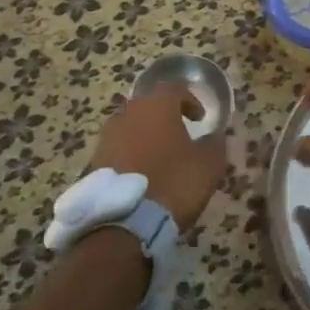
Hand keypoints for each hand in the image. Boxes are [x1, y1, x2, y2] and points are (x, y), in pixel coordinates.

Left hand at [92, 83, 228, 229]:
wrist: (125, 221)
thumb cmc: (173, 183)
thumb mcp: (209, 165)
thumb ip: (215, 143)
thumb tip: (214, 136)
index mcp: (158, 105)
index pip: (175, 88)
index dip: (190, 100)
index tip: (200, 119)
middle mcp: (129, 112)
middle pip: (149, 105)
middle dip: (165, 116)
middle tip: (178, 134)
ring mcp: (108, 136)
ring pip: (130, 125)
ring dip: (145, 135)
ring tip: (158, 156)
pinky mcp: (94, 160)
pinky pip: (117, 148)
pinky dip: (130, 154)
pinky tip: (140, 174)